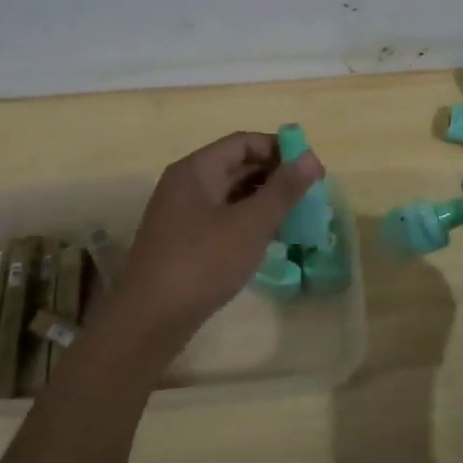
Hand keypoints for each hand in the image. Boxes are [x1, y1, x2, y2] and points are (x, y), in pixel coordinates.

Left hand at [105, 131, 323, 359]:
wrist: (150, 319)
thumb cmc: (202, 263)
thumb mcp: (250, 225)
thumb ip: (283, 190)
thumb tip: (312, 158)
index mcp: (196, 170)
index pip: (243, 142)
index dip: (279, 149)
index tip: (312, 168)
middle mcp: (185, 184)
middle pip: (236, 166)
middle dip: (275, 176)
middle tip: (311, 194)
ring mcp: (181, 214)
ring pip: (230, 195)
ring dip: (263, 200)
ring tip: (297, 216)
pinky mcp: (183, 242)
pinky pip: (221, 218)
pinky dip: (247, 221)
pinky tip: (270, 239)